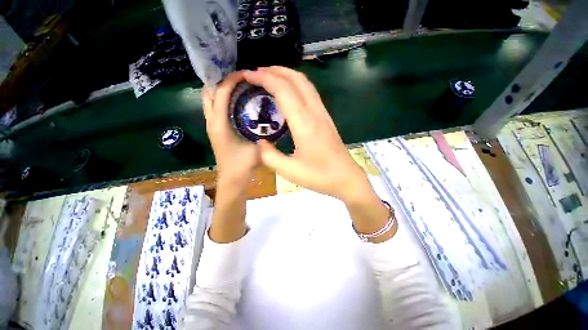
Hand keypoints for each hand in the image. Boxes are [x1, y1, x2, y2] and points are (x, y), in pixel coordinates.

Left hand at [202, 72, 260, 188]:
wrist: (232, 180)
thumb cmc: (243, 165)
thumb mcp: (257, 148)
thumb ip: (265, 133)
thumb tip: (273, 119)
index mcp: (220, 124)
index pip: (221, 93)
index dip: (231, 80)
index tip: (245, 74)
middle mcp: (211, 122)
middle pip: (209, 92)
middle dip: (221, 80)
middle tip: (239, 77)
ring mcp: (212, 126)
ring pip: (210, 100)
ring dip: (221, 90)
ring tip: (238, 86)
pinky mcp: (216, 130)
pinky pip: (215, 108)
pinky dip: (223, 100)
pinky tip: (238, 102)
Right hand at [245, 67, 395, 241]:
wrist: (346, 178)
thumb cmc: (320, 176)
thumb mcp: (289, 171)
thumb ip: (269, 156)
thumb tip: (260, 142)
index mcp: (304, 124)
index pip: (283, 90)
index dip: (264, 79)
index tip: (248, 76)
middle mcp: (315, 113)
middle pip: (296, 79)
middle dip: (274, 71)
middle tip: (256, 74)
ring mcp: (323, 114)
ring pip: (305, 83)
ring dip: (287, 75)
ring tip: (270, 77)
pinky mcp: (326, 118)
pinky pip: (311, 93)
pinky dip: (296, 85)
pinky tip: (288, 92)